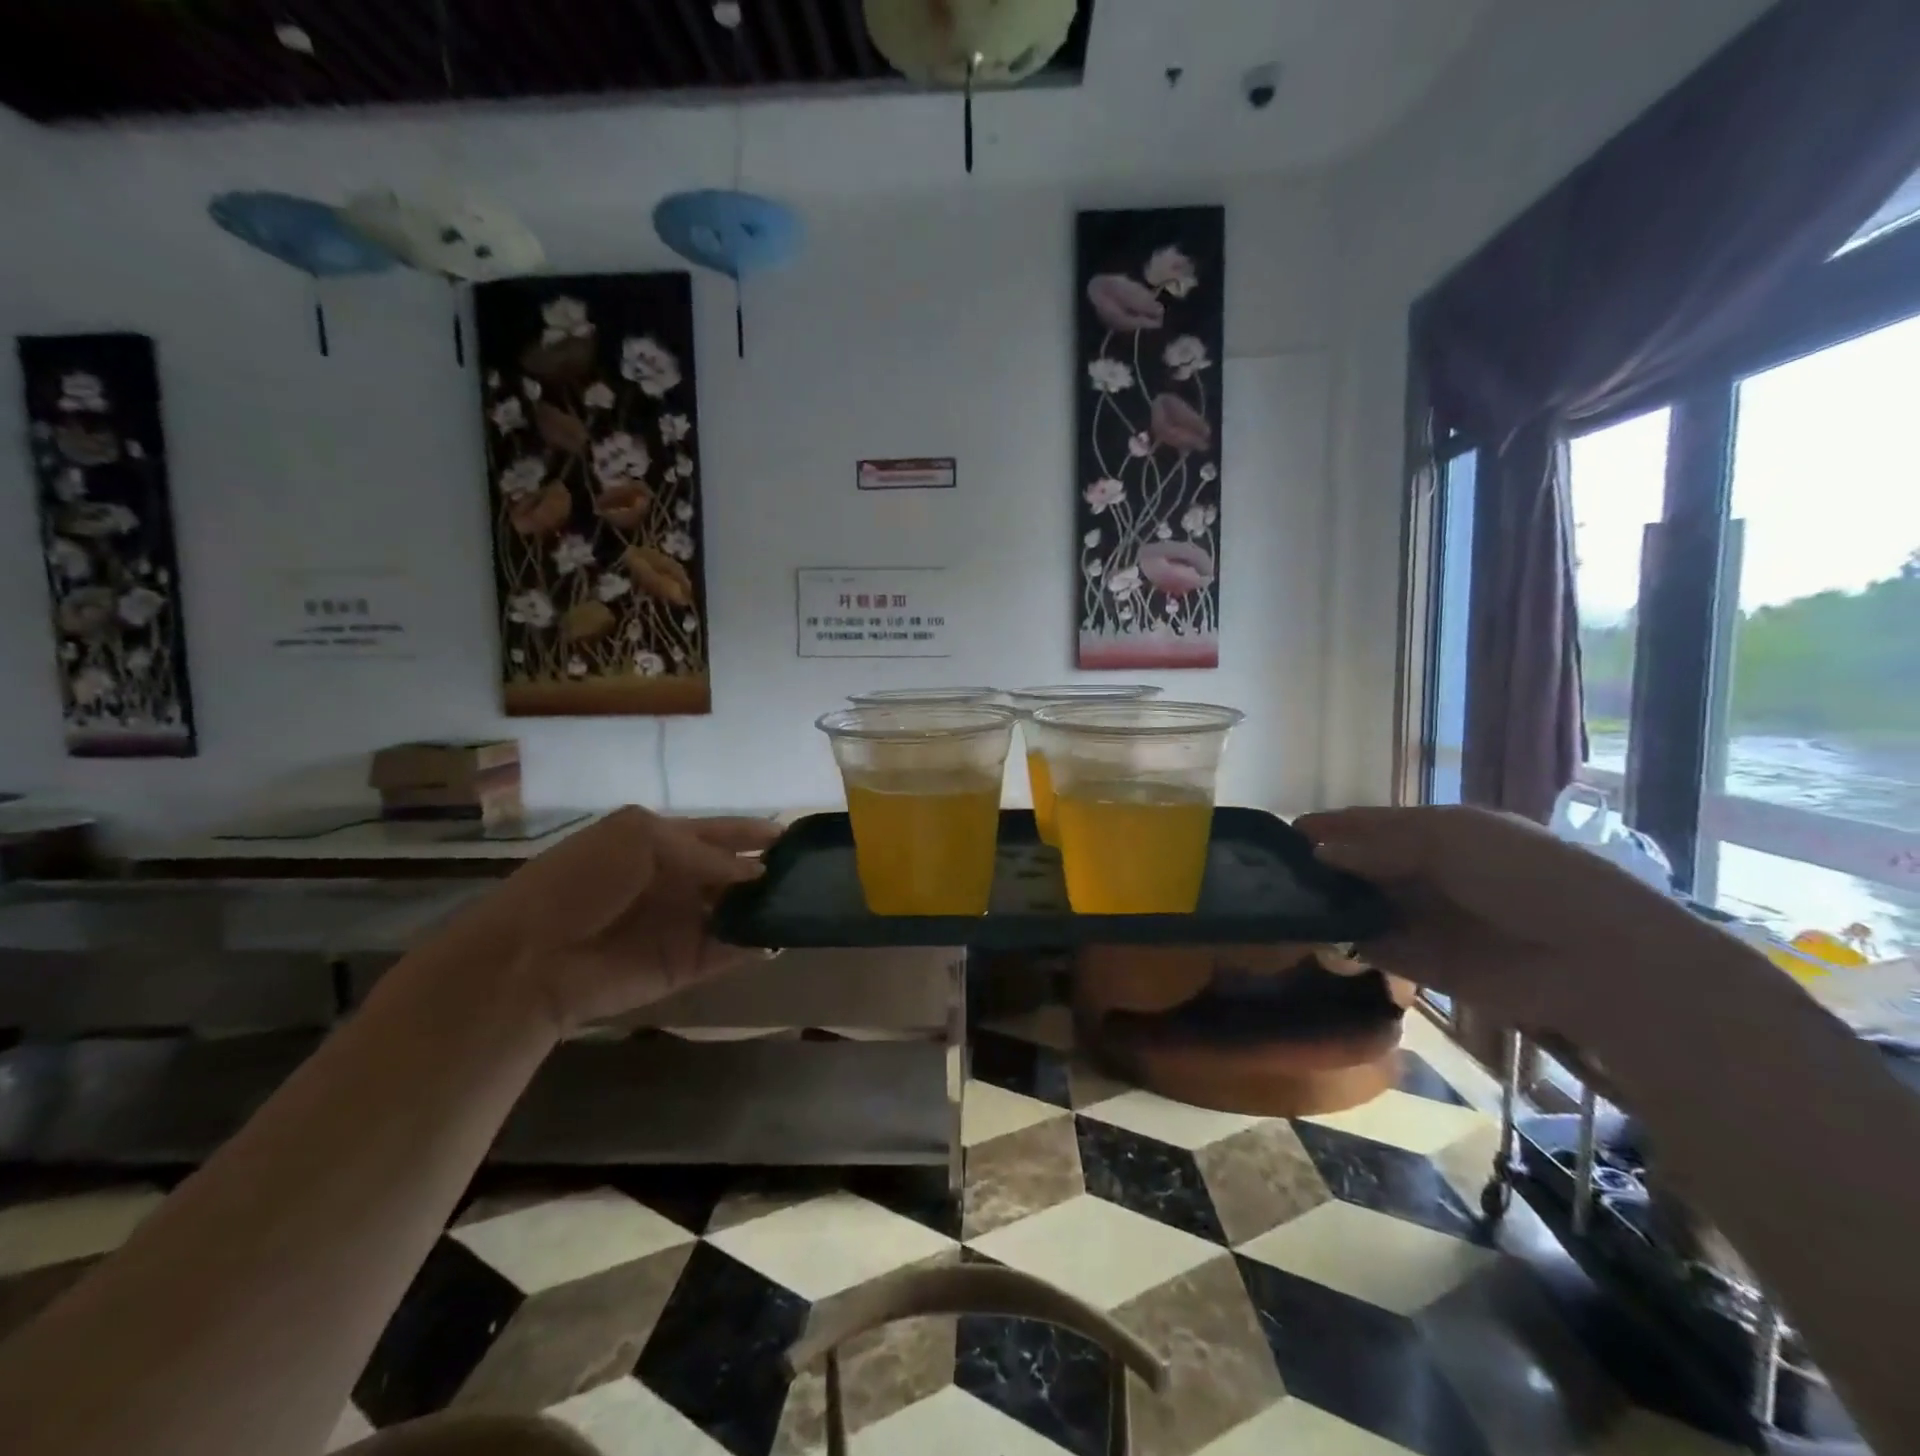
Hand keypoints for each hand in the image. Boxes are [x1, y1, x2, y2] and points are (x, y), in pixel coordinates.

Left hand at [438, 806, 781, 1035]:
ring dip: (769, 908)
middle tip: (813, 872)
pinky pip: (732, 952)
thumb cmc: (582, 880)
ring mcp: (684, 924)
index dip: (754, 833)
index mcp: (662, 842)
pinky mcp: (687, 964)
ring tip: (809, 902)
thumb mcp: (639, 838)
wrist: (533, 956)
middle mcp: (678, 881)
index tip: (794, 836)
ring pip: (739, 912)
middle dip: (770, 871)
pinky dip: (758, 945)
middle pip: (735, 873)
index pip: (720, 833)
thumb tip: (755, 872)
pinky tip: (784, 936)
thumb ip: (702, 850)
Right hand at [1295, 804, 1706, 1033]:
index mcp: (1438, 832)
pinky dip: (1345, 943)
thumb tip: (1316, 851)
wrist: (1596, 959)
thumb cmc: (1523, 875)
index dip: (1328, 827)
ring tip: (1279, 905)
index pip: (1369, 825)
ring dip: (1328, 905)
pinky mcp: (1425, 965)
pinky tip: (1312, 937)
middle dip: (1321, 868)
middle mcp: (1427, 873)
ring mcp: (1425, 919)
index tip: (1279, 836)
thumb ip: (1379, 844)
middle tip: (1269, 875)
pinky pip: (1374, 948)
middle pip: (1360, 866)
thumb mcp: (1448, 838)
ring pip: (1361, 906)